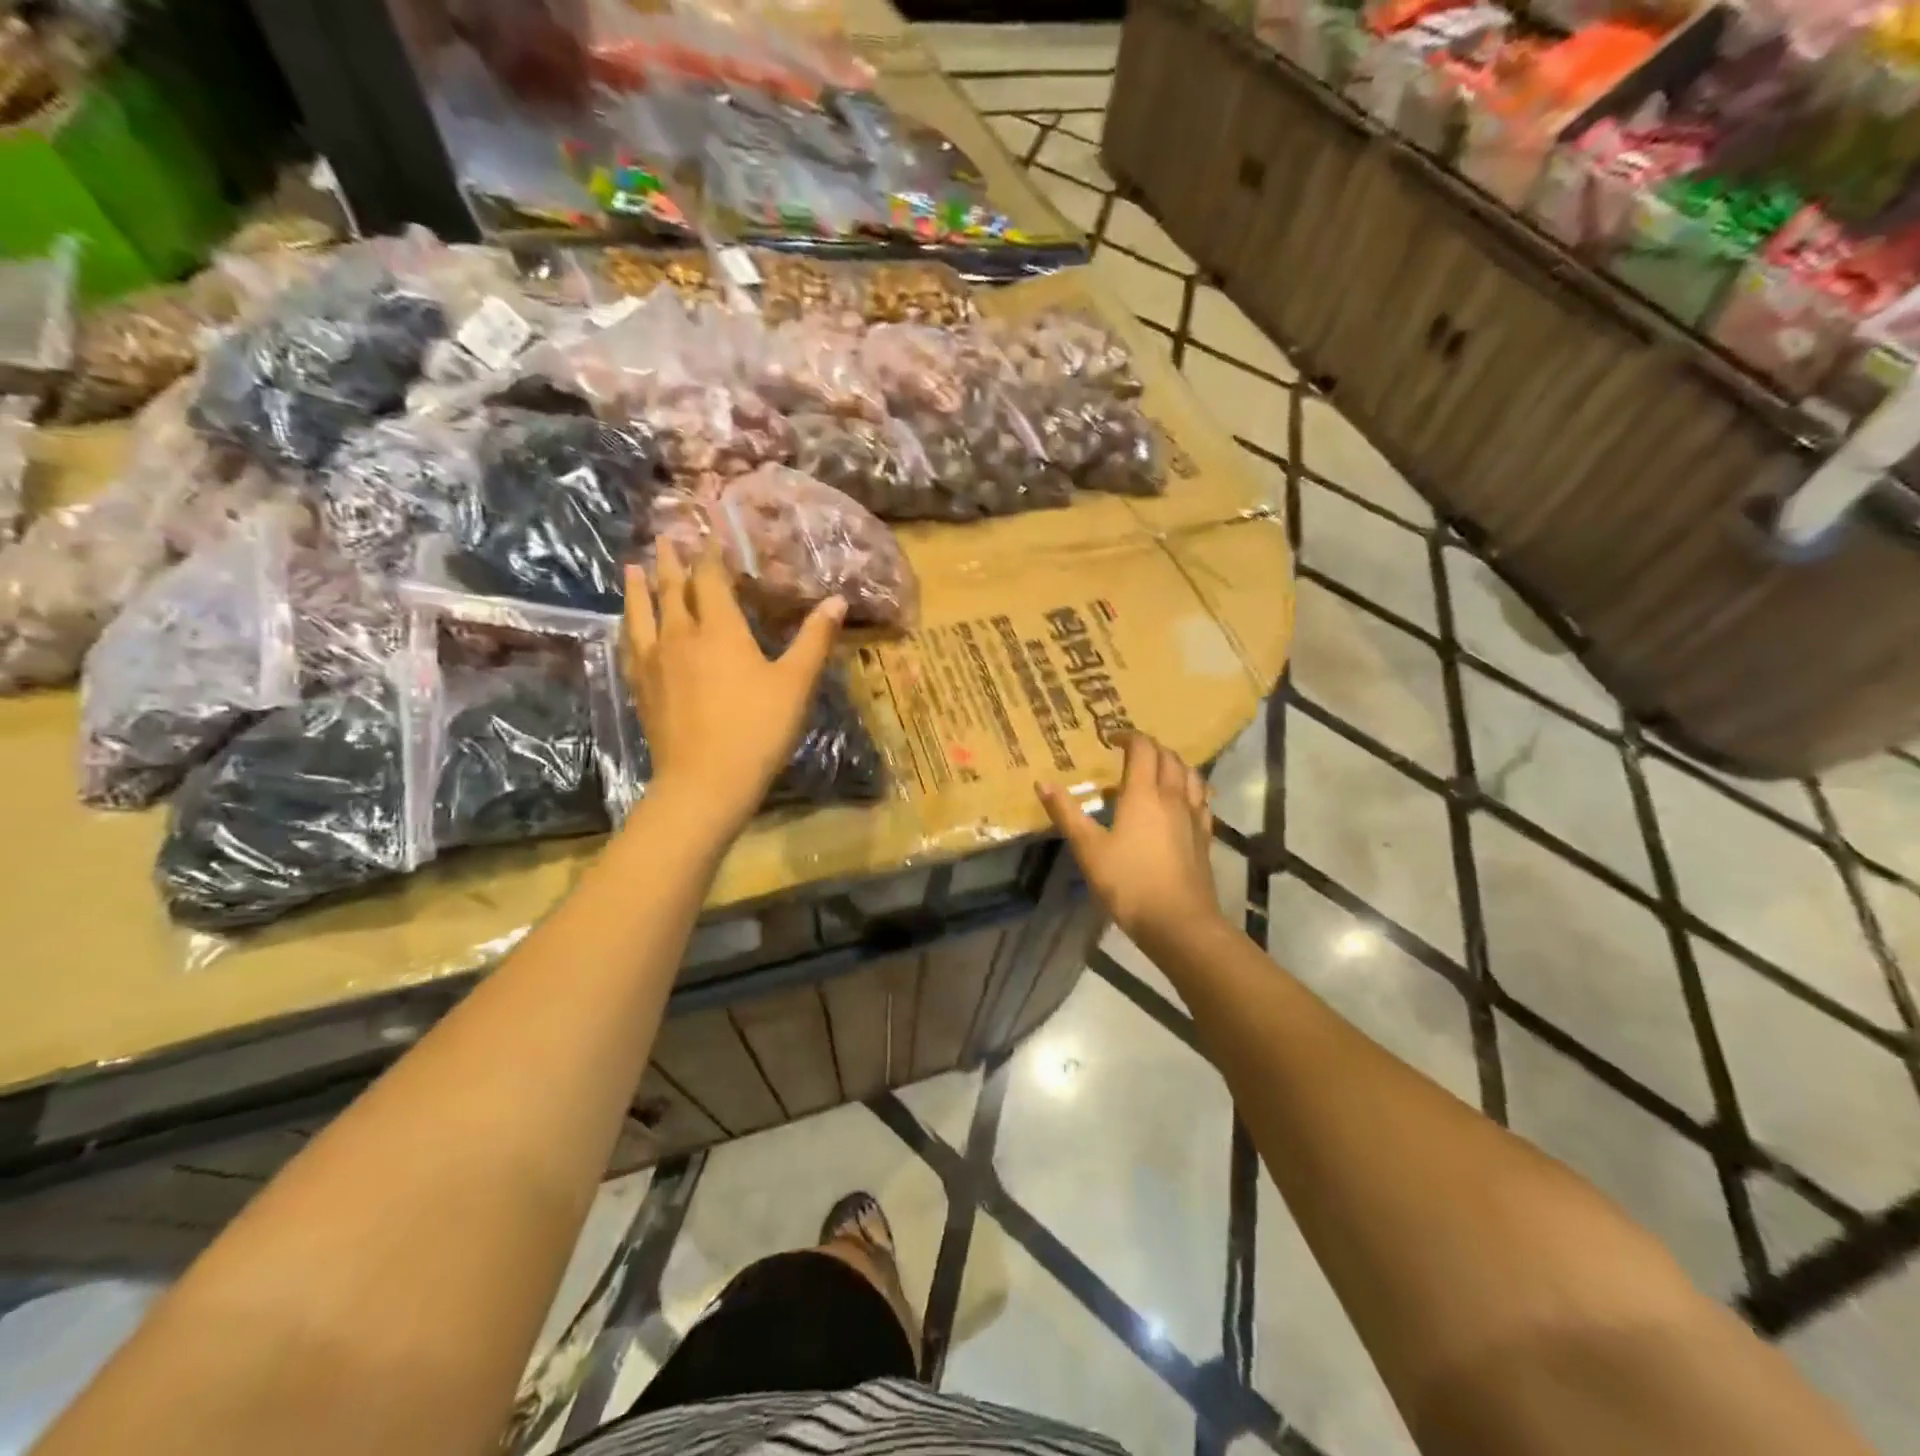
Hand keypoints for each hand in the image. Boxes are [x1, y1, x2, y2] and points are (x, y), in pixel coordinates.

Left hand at [623, 546, 844, 838]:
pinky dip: (628, 627)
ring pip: (642, 614)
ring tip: (633, 567)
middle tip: (666, 538)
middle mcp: (681, 636)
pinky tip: (625, 627)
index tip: (709, 535)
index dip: (711, 556)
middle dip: (672, 562)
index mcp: (720, 630)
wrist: (706, 781)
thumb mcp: (796, 683)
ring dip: (639, 588)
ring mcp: (654, 662)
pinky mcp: (641, 688)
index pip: (711, 580)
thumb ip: (814, 640)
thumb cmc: (758, 728)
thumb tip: (836, 601)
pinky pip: (629, 646)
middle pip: (673, 590)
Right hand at [1038, 734, 1225, 948]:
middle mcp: (1173, 797)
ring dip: (1174, 765)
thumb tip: (1042, 782)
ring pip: (1191, 776)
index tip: (1111, 738)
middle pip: (1169, 757)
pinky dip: (1190, 790)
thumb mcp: (1088, 849)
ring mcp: (1194, 817)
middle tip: (1130, 753)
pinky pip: (1202, 801)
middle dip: (1150, 748)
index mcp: (1143, 793)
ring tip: (1157, 772)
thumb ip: (1066, 813)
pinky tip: (1181, 803)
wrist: (1179, 923)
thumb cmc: (1128, 883)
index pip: (1143, 749)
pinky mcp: (1205, 838)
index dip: (1128, 737)